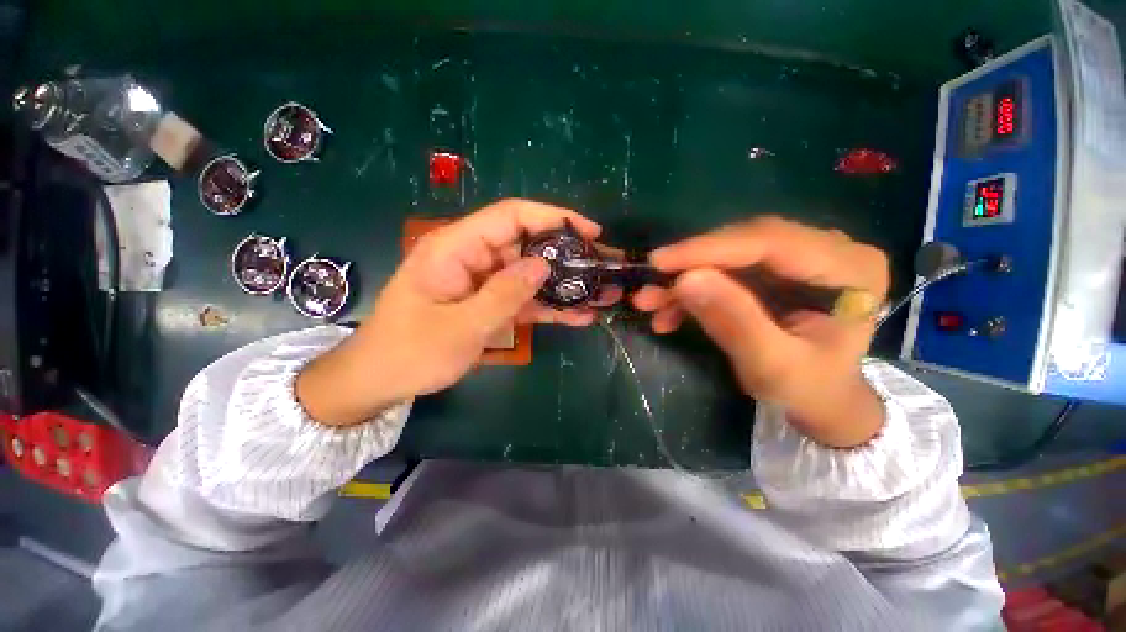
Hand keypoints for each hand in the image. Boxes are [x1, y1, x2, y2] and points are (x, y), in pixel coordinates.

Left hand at [297, 199, 617, 425]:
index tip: (589, 231)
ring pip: (531, 275)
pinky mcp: (490, 304)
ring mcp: (484, 283)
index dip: (552, 218)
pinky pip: (524, 300)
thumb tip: (543, 266)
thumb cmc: (410, 352)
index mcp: (456, 248)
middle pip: (527, 246)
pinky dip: (549, 308)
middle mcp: (473, 258)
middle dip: (567, 256)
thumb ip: (503, 295)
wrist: (382, 381)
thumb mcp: (460, 327)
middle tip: (604, 268)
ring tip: (602, 294)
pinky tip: (579, 316)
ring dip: (564, 286)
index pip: (511, 216)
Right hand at [633, 217, 889, 447]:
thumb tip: (685, 280)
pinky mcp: (773, 271)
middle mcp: (828, 249)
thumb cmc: (809, 390)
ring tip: (649, 303)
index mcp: (849, 267)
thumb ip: (734, 321)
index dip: (709, 249)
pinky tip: (668, 313)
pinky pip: (723, 271)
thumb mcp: (772, 366)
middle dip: (691, 265)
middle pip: (745, 242)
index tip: (659, 262)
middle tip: (649, 284)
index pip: (770, 241)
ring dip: (684, 280)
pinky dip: (692, 291)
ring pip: (727, 256)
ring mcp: (798, 258)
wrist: (821, 400)